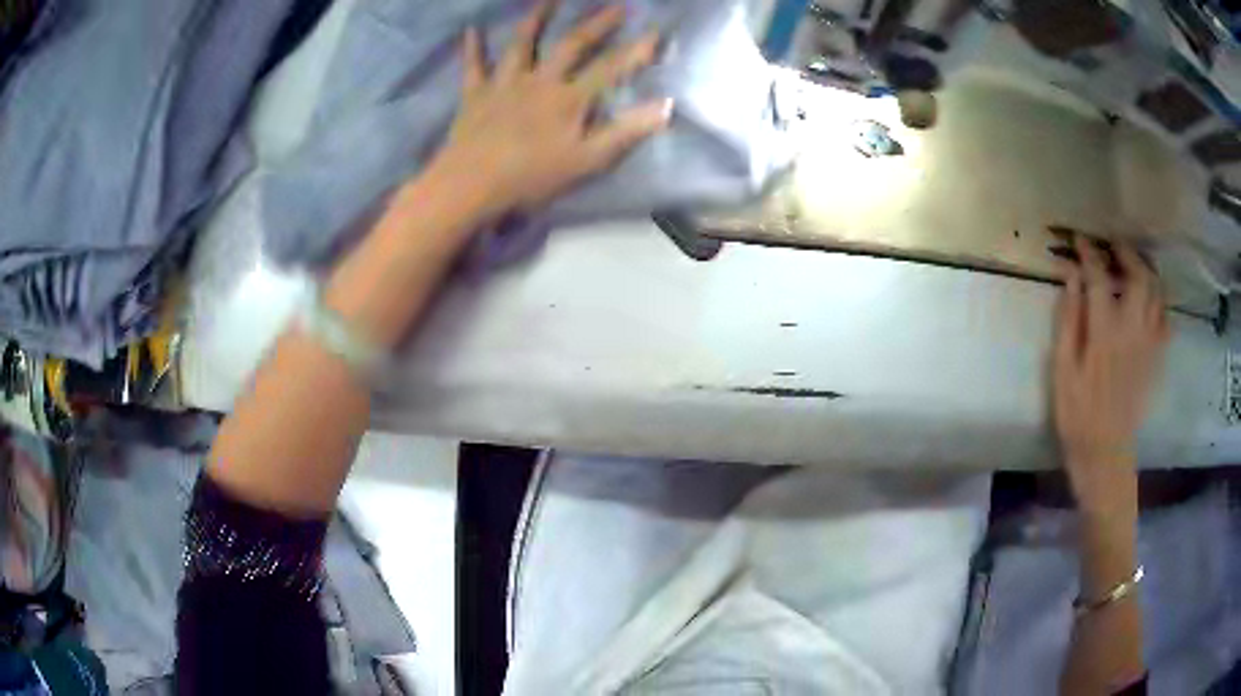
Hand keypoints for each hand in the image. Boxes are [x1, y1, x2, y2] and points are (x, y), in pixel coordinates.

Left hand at [429, 2, 671, 220]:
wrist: (472, 185)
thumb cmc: (532, 177)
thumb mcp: (587, 161)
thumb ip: (625, 132)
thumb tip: (665, 106)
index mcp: (569, 99)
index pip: (610, 68)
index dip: (636, 50)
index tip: (656, 31)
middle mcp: (539, 80)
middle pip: (571, 45)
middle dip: (596, 23)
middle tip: (616, 6)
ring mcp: (504, 83)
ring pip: (521, 43)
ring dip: (536, 18)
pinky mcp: (475, 94)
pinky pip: (473, 65)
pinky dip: (473, 47)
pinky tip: (472, 29)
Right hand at [1053, 236, 1169, 516]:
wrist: (1105, 453)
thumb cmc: (1077, 414)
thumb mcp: (1062, 369)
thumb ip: (1069, 319)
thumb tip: (1070, 276)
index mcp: (1104, 332)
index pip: (1098, 276)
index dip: (1088, 252)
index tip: (1079, 240)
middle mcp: (1132, 330)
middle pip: (1138, 276)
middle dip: (1126, 253)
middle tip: (1113, 246)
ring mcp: (1148, 344)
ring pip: (1156, 293)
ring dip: (1145, 272)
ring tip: (1133, 267)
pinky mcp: (1156, 359)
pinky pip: (1165, 321)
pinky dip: (1158, 303)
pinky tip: (1149, 303)